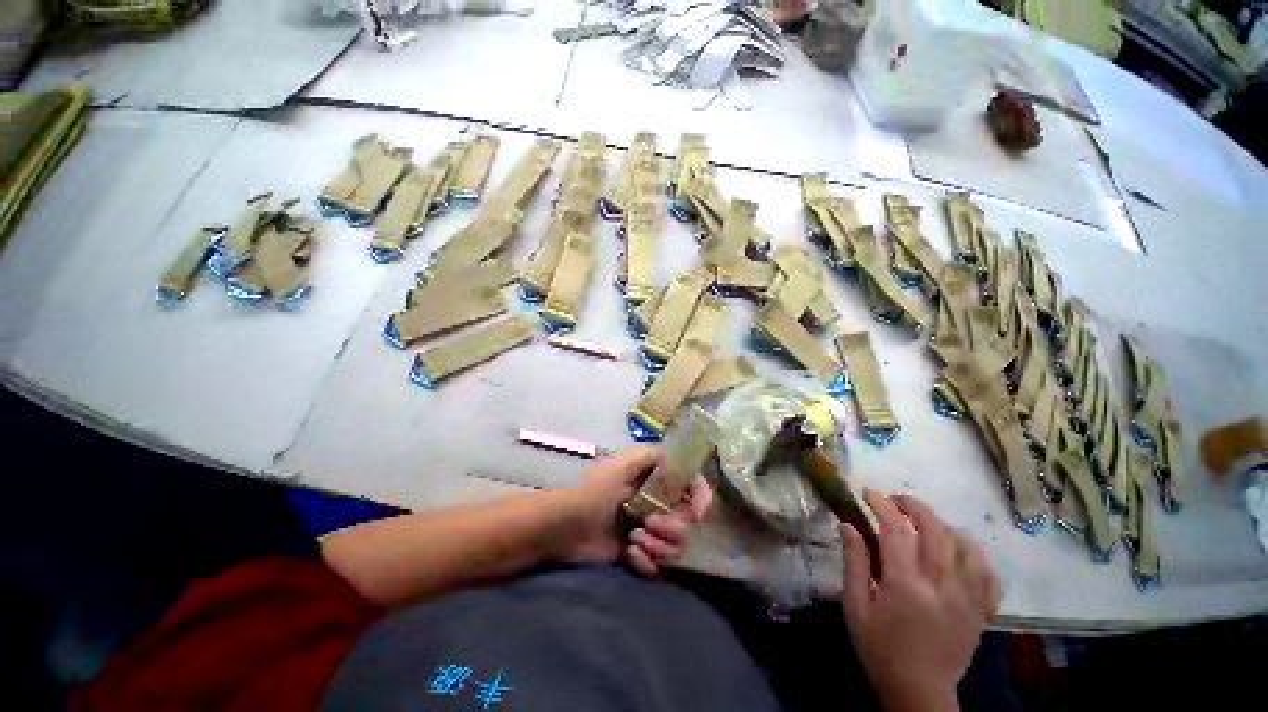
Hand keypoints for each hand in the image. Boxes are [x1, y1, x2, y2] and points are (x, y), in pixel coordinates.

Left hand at [559, 446, 712, 575]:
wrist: (562, 527)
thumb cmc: (592, 490)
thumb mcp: (623, 464)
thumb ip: (655, 457)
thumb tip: (683, 469)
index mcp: (654, 479)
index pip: (690, 484)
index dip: (701, 496)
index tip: (697, 512)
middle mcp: (655, 503)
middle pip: (687, 521)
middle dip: (672, 527)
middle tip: (649, 524)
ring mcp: (647, 530)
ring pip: (676, 546)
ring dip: (659, 546)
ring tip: (634, 541)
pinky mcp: (637, 553)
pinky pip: (658, 565)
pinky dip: (646, 562)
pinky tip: (629, 555)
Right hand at [840, 490, 1000, 711]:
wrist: (919, 692)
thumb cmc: (879, 648)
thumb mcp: (855, 606)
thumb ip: (853, 562)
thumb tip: (848, 524)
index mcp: (905, 583)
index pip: (895, 529)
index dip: (881, 505)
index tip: (868, 494)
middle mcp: (941, 585)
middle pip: (936, 529)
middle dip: (914, 506)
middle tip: (895, 502)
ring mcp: (968, 598)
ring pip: (966, 546)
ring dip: (943, 527)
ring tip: (925, 527)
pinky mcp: (982, 611)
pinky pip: (989, 575)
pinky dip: (977, 557)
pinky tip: (960, 554)